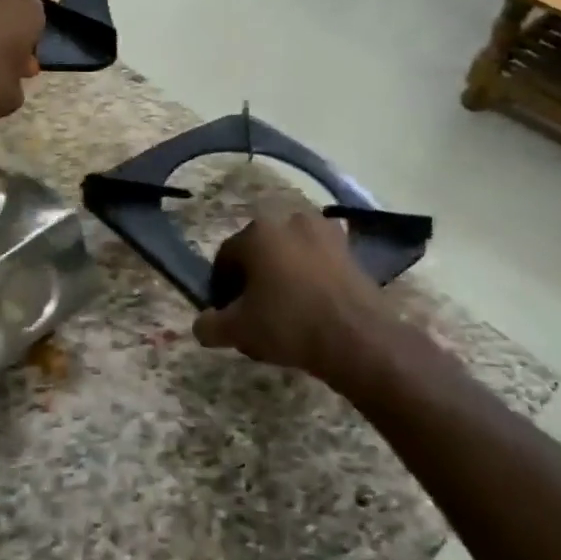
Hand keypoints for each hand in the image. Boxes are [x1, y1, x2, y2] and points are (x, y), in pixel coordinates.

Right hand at [192, 206, 395, 384]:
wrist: (358, 338)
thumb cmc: (289, 325)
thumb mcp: (238, 331)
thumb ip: (210, 326)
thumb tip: (201, 325)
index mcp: (256, 233)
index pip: (226, 257)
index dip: (222, 286)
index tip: (227, 313)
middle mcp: (289, 221)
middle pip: (260, 251)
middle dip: (255, 278)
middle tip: (256, 312)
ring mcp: (324, 232)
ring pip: (291, 254)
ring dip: (285, 274)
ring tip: (288, 310)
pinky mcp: (350, 250)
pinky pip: (319, 261)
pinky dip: (312, 277)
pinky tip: (314, 307)